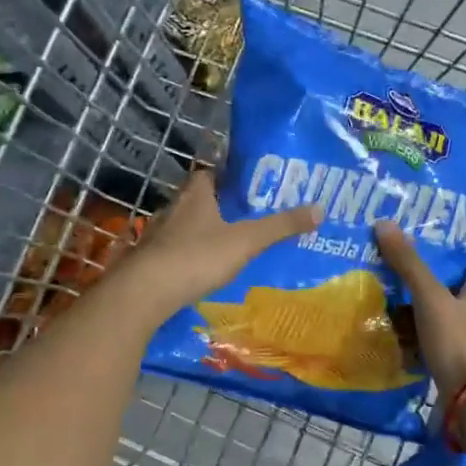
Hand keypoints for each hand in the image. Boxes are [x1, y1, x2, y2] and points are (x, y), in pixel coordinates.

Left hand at [120, 170, 319, 321]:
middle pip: (198, 200)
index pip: (209, 173)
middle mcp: (174, 209)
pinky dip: (189, 256)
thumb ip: (280, 227)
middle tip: (246, 215)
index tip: (249, 184)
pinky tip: (203, 269)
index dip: (228, 176)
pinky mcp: (149, 261)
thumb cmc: (196, 257)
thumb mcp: (246, 241)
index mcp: (196, 195)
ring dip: (202, 232)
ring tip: (229, 243)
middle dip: (219, 205)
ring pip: (185, 226)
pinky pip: (174, 251)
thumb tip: (320, 209)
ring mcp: (157, 236)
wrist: (144, 293)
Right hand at [373, 223, 465, 394]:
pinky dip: (420, 338)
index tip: (426, 245)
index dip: (453, 254)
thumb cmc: (457, 341)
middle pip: (455, 290)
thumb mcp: (430, 297)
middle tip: (398, 270)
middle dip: (430, 282)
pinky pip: (436, 343)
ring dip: (422, 311)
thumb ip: (409, 263)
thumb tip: (384, 223)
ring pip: (444, 317)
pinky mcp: (459, 363)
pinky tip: (398, 336)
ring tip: (390, 301)